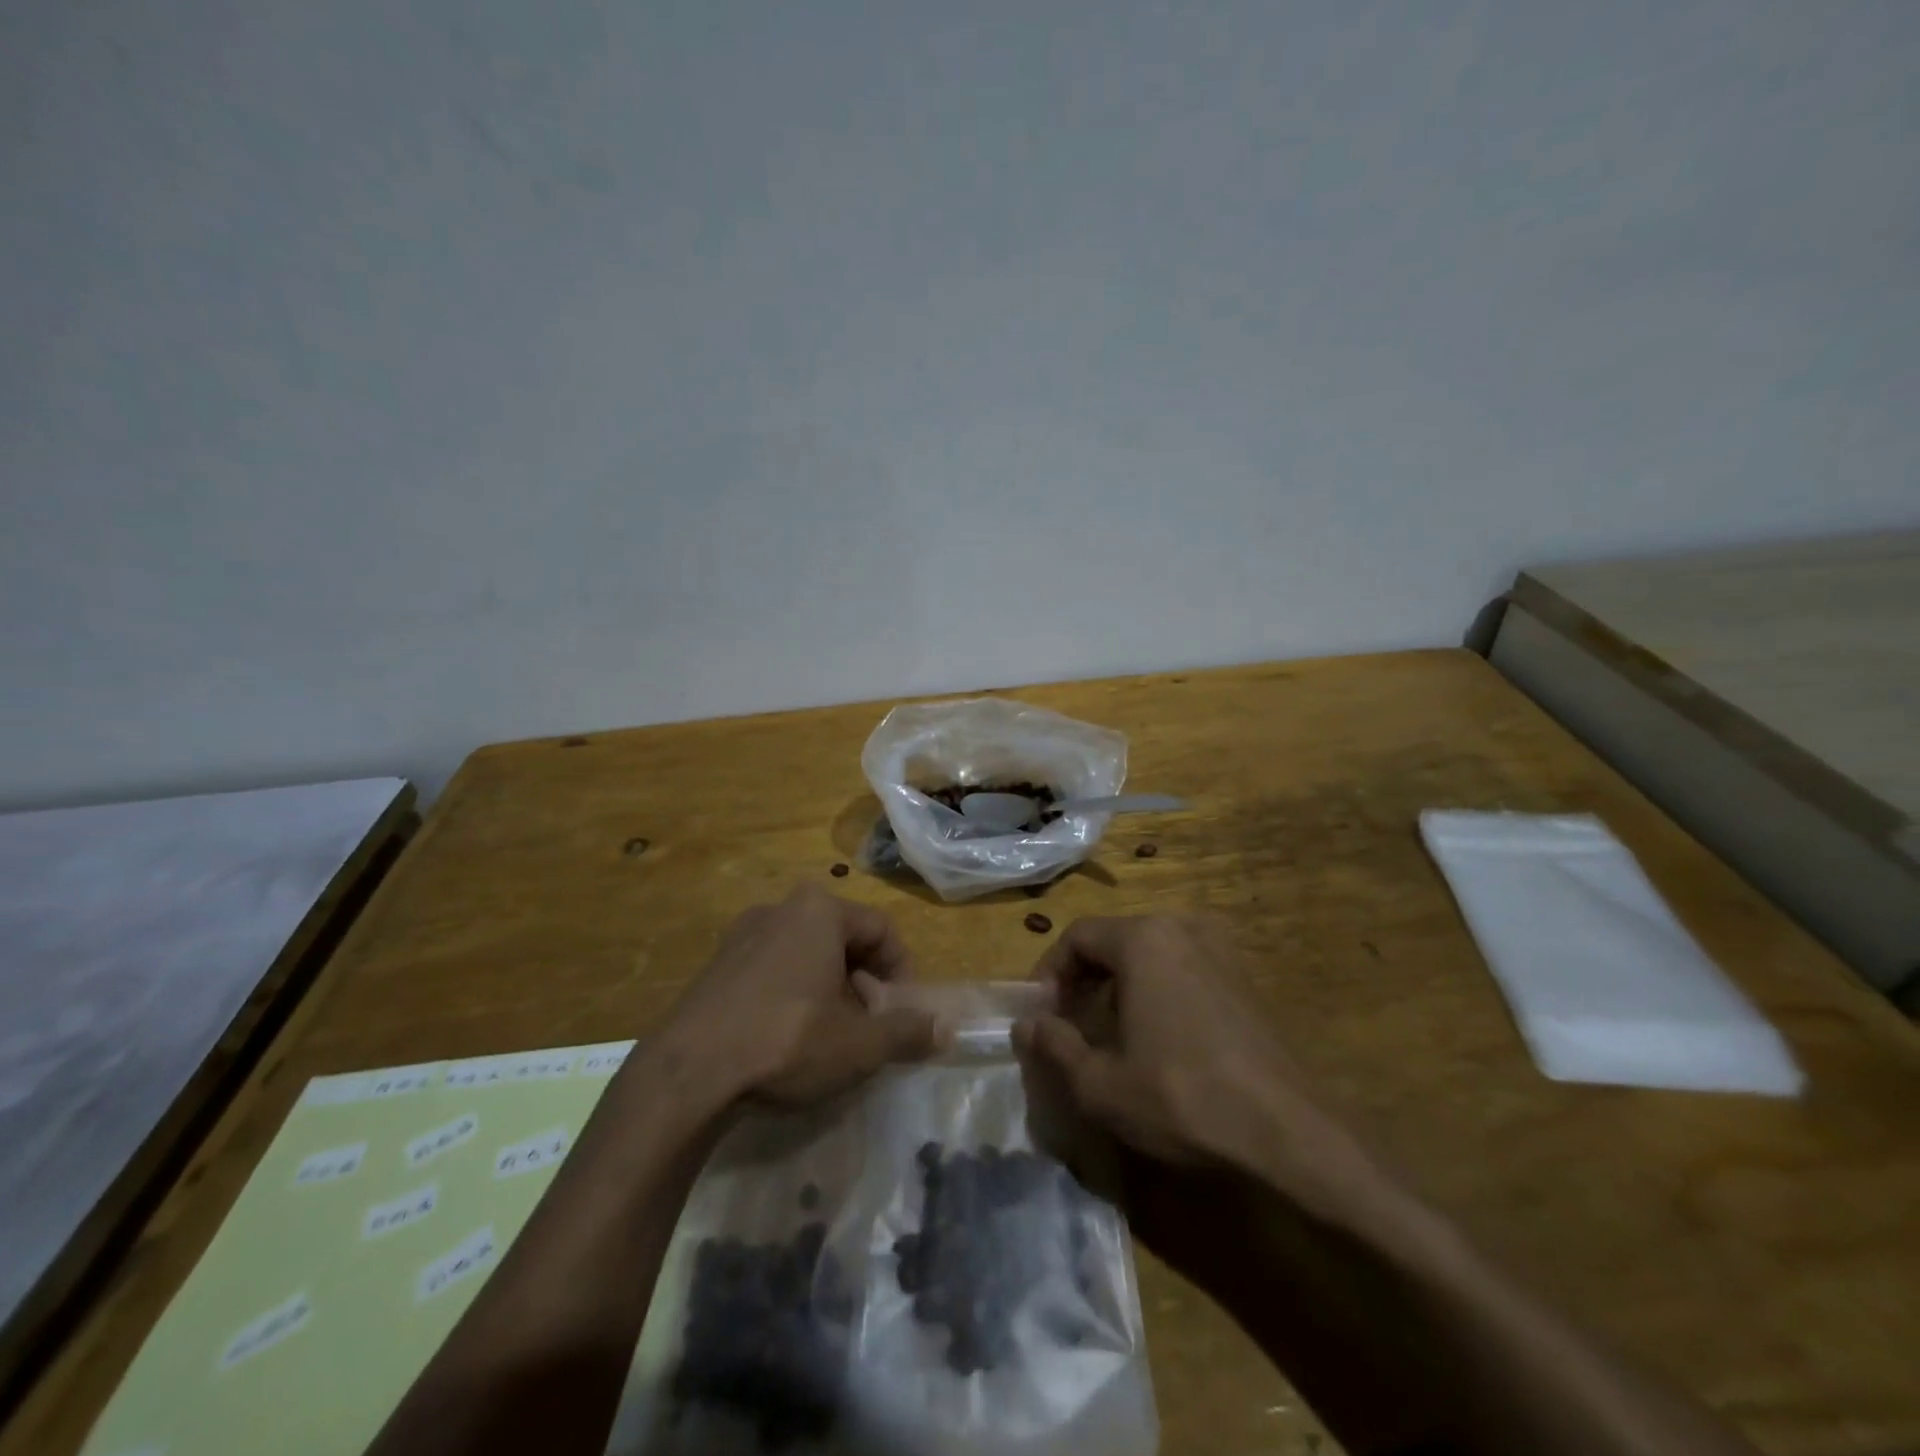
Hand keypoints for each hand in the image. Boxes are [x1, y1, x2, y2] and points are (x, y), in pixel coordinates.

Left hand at [659, 885, 941, 1106]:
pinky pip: (771, 967)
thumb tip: (945, 1030)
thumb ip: (907, 1032)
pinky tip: (786, 1037)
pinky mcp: (715, 964)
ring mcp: (742, 934)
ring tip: (830, 1034)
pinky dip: (792, 992)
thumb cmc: (786, 1041)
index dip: (902, 971)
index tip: (903, 1012)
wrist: (687, 1072)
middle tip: (868, 1025)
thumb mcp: (859, 1044)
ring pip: (806, 953)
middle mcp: (780, 908)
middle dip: (864, 981)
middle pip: (843, 939)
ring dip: (829, 988)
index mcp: (820, 910)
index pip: (881, 929)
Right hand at [1013, 915, 1389, 1220]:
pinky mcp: (1243, 978)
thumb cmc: (1182, 1097)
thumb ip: (1054, 1046)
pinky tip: (1157, 1040)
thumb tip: (1026, 1024)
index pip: (1077, 936)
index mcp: (1144, 938)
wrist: (1288, 1134)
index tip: (1041, 1016)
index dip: (1049, 973)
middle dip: (1082, 980)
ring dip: (1118, 987)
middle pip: (1113, 941)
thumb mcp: (1100, 1083)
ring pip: (1148, 955)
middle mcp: (1182, 927)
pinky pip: (1182, 969)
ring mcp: (1220, 950)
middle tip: (1069, 1027)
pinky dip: (1156, 991)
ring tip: (1108, 1035)